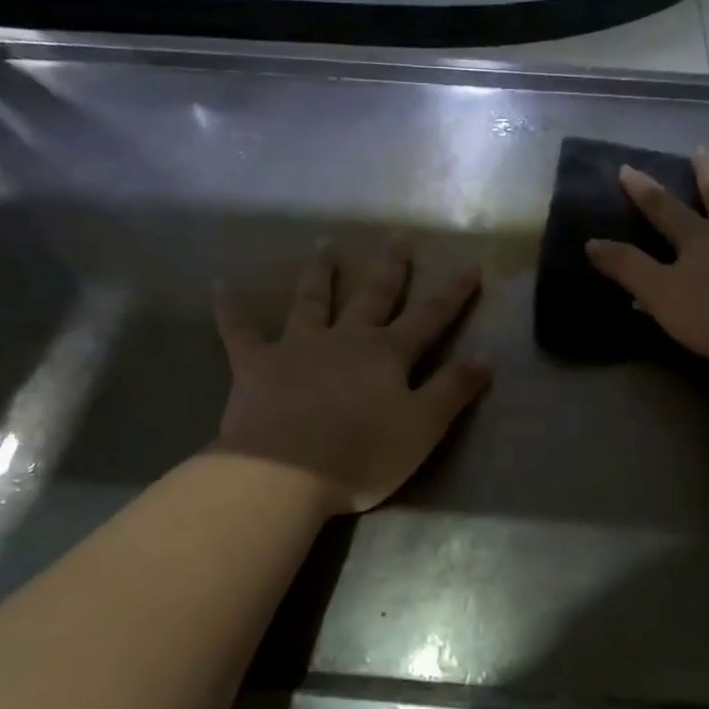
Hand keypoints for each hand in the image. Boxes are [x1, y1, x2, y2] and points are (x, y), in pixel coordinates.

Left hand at [211, 240, 491, 513]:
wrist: (284, 473)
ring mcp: (297, 347)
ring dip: (320, 273)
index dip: (452, 294)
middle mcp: (345, 339)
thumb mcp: (423, 427)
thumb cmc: (362, 455)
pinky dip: (231, 309)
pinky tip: (220, 286)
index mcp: (387, 355)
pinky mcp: (255, 365)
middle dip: (390, 267)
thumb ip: (454, 389)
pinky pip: (239, 331)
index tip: (470, 266)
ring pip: (312, 300)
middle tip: (397, 235)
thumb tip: (487, 356)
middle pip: (372, 295)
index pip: (429, 318)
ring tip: (325, 245)